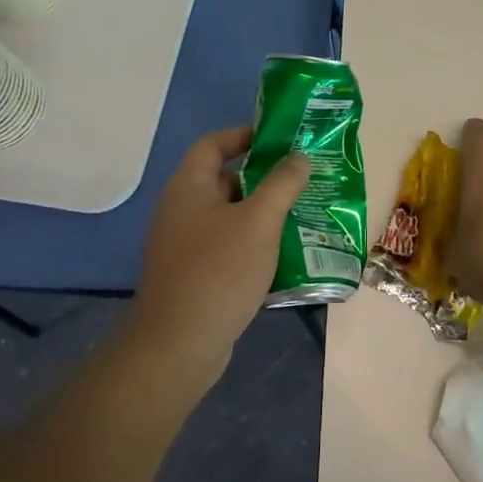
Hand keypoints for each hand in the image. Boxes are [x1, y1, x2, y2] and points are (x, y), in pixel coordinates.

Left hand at [130, 125, 311, 386]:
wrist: (178, 346)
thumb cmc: (219, 272)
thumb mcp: (259, 221)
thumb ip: (282, 184)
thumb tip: (299, 157)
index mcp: (189, 187)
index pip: (213, 144)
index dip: (244, 135)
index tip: (281, 139)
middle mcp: (181, 210)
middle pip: (226, 181)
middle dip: (265, 179)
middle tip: (304, 181)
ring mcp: (185, 245)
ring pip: (231, 218)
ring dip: (264, 216)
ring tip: (304, 216)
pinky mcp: (194, 275)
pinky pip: (228, 248)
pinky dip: (254, 246)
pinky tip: (286, 257)